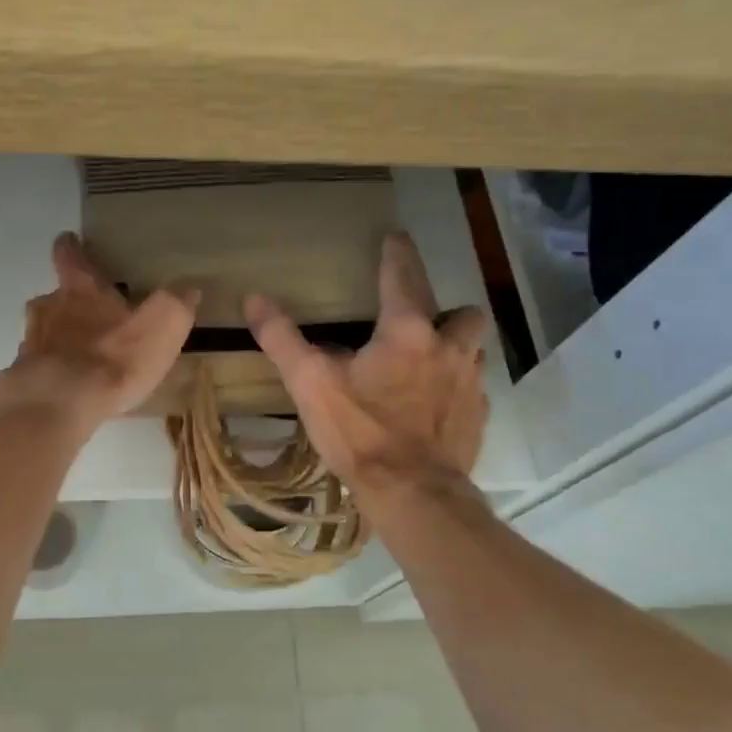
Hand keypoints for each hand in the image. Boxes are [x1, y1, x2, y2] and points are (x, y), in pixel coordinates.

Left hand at [0, 232, 198, 428]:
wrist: (57, 404)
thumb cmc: (112, 359)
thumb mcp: (160, 327)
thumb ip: (174, 305)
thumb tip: (188, 288)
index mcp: (81, 290)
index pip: (70, 257)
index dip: (71, 247)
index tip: (70, 240)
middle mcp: (49, 309)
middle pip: (53, 296)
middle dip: (68, 300)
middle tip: (88, 310)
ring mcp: (31, 344)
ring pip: (42, 331)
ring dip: (57, 336)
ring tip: (79, 352)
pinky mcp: (23, 378)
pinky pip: (39, 367)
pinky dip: (52, 370)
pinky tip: (68, 385)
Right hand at [245, 231, 488, 494]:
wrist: (413, 494)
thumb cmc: (360, 432)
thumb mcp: (310, 384)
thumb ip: (282, 338)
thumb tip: (253, 299)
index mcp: (407, 331)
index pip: (404, 275)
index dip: (397, 253)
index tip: (395, 237)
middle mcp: (448, 348)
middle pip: (462, 313)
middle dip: (444, 310)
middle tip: (419, 322)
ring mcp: (470, 384)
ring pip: (473, 350)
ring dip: (455, 348)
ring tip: (429, 362)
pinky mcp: (478, 417)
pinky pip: (474, 390)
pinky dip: (457, 389)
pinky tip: (436, 406)